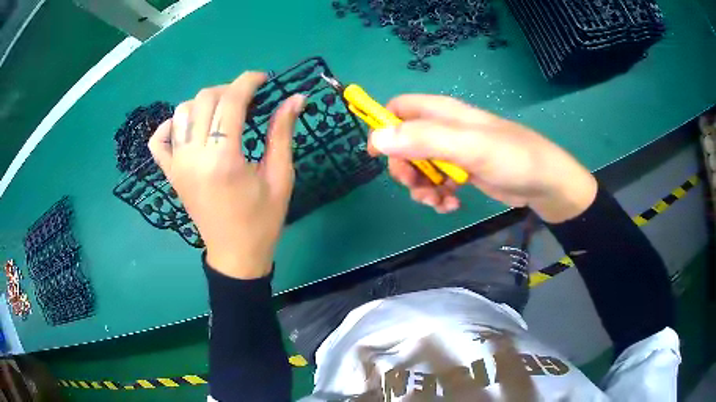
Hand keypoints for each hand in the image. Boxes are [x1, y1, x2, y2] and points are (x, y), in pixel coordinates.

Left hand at [148, 72, 305, 278]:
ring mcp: (177, 165)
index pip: (230, 102)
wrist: (234, 255)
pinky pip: (159, 140)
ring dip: (203, 102)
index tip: (262, 78)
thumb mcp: (279, 177)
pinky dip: (171, 125)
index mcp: (223, 159)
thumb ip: (282, 133)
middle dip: (228, 90)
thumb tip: (296, 97)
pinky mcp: (170, 174)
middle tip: (247, 99)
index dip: (247, 82)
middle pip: (204, 100)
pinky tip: (188, 126)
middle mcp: (194, 156)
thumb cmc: (262, 220)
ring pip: (181, 112)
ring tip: (222, 112)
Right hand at [369, 94, 596, 222]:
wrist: (546, 184)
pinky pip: (438, 183)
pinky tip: (451, 206)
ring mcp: (454, 153)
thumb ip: (424, 139)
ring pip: (420, 167)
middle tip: (416, 186)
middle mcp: (445, 129)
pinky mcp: (463, 173)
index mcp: (443, 113)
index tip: (377, 154)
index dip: (383, 126)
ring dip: (421, 187)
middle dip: (405, 167)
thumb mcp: (469, 146)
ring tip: (438, 202)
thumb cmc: (512, 157)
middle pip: (404, 143)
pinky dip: (438, 196)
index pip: (399, 108)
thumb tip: (378, 138)